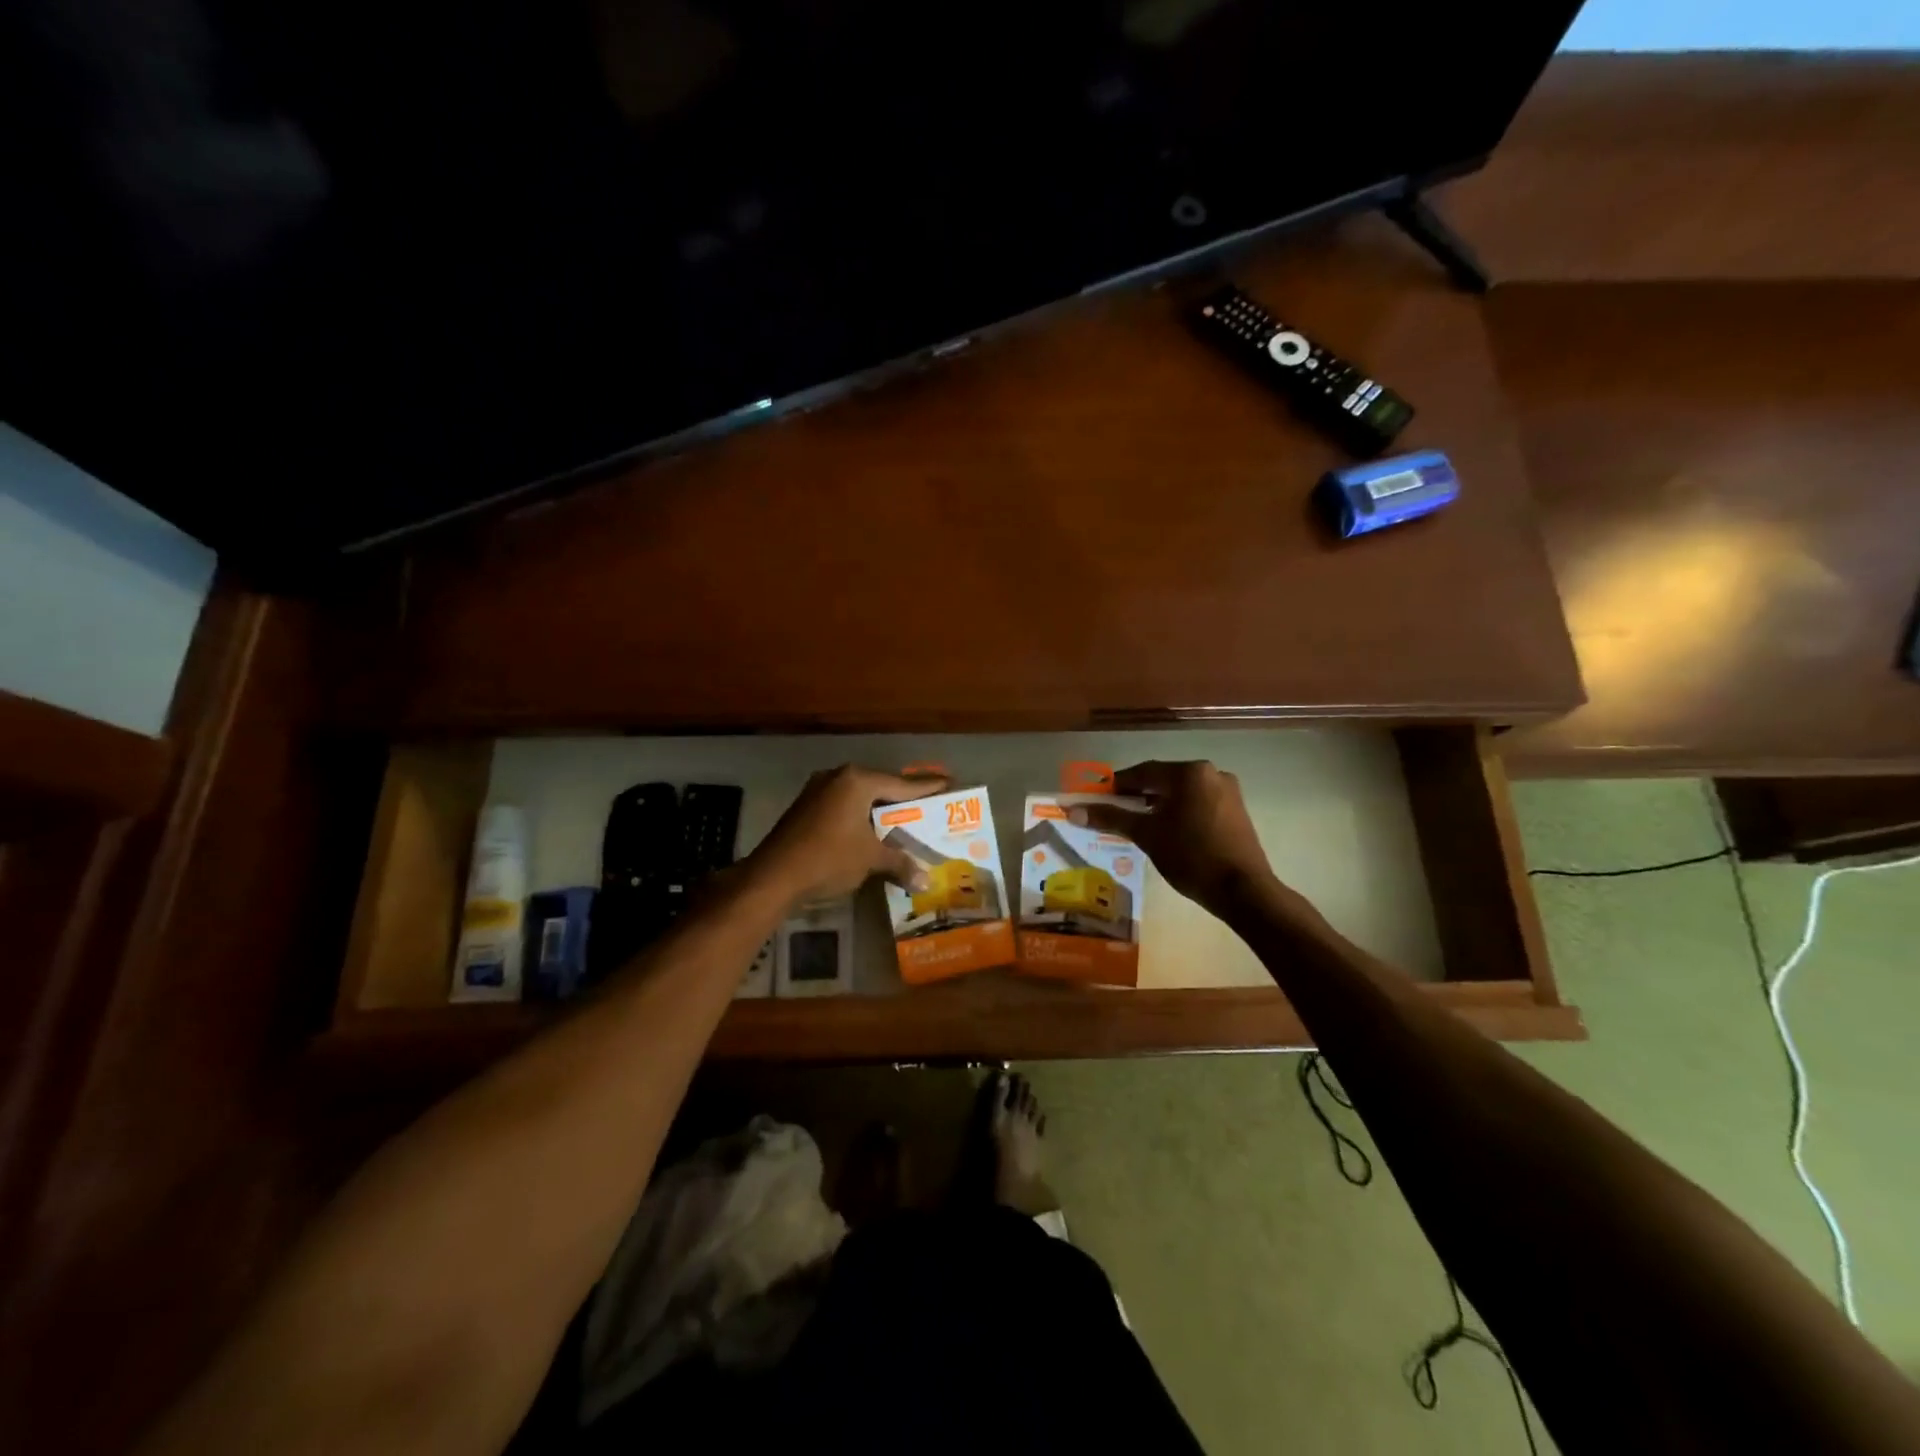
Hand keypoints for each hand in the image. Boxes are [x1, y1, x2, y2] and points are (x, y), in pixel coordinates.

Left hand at [749, 765, 945, 905]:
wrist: (773, 877)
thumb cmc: (828, 858)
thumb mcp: (870, 860)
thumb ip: (900, 863)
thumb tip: (927, 881)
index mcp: (857, 781)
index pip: (901, 783)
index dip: (927, 787)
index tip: (949, 783)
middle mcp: (838, 777)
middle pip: (880, 785)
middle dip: (904, 798)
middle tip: (929, 803)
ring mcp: (818, 790)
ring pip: (860, 796)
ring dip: (880, 809)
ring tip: (905, 818)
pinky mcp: (806, 807)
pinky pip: (844, 806)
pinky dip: (861, 816)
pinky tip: (872, 830)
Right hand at [1072, 760, 1300, 920]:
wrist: (1243, 891)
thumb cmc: (1190, 856)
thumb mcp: (1146, 835)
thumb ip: (1110, 817)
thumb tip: (1072, 810)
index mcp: (1189, 772)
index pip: (1142, 772)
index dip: (1115, 786)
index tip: (1097, 799)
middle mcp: (1210, 773)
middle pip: (1163, 780)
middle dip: (1137, 796)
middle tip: (1115, 814)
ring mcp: (1227, 792)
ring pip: (1181, 793)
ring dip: (1158, 804)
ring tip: (1139, 825)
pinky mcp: (1236, 811)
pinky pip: (1198, 803)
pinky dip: (1179, 812)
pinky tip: (1168, 832)